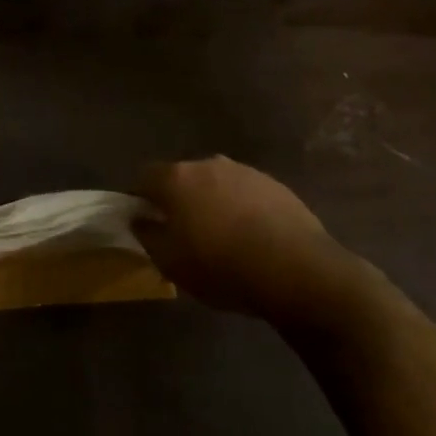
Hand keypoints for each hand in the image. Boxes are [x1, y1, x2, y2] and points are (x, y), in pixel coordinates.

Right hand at [134, 157, 371, 319]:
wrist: (296, 271)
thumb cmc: (221, 266)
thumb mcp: (169, 262)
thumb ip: (147, 235)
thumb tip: (140, 218)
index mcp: (177, 178)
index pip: (144, 176)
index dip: (139, 198)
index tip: (144, 223)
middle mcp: (210, 164)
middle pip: (182, 177)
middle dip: (178, 200)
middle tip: (182, 233)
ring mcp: (246, 172)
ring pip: (216, 184)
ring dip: (211, 204)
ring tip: (220, 238)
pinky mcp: (276, 186)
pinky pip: (245, 194)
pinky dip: (241, 210)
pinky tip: (250, 239)